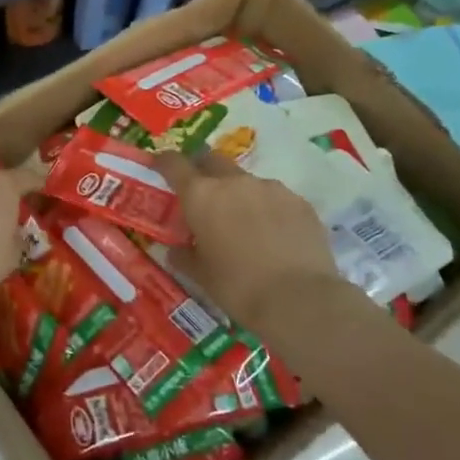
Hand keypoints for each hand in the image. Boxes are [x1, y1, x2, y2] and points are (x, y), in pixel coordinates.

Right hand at [155, 148, 378, 329]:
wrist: (299, 299)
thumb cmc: (238, 287)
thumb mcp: (201, 276)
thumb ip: (184, 256)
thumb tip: (175, 251)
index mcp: (201, 196)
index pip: (174, 164)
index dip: (164, 162)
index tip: (159, 165)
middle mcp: (234, 182)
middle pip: (211, 160)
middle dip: (203, 170)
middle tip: (202, 194)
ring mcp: (270, 188)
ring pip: (246, 180)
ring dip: (238, 193)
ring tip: (243, 223)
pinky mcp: (299, 201)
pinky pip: (275, 197)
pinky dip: (267, 208)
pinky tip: (273, 234)